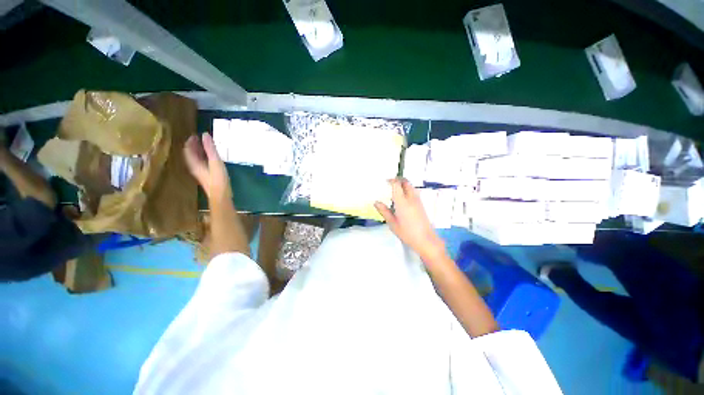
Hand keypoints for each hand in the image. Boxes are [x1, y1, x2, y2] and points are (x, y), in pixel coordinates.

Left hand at [183, 133, 231, 203]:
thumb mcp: (215, 162)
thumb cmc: (218, 179)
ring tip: (205, 146)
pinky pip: (203, 163)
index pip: (188, 150)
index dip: (190, 142)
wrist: (221, 195)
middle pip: (191, 154)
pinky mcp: (207, 176)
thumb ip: (210, 149)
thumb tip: (205, 134)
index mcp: (194, 163)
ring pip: (197, 159)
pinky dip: (205, 157)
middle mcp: (195, 167)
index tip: (195, 135)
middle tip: (200, 139)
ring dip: (199, 152)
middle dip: (194, 146)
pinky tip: (211, 157)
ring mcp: (201, 172)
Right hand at [375, 178, 445, 261]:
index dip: (391, 180)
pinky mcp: (421, 205)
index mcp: (402, 202)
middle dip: (398, 180)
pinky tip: (402, 198)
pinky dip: (407, 190)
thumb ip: (384, 211)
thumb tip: (376, 202)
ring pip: (411, 186)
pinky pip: (414, 192)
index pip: (397, 184)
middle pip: (406, 182)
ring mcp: (418, 201)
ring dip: (403, 184)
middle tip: (390, 183)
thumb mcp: (392, 223)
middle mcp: (411, 198)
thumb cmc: (407, 233)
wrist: (426, 240)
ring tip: (395, 190)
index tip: (385, 181)